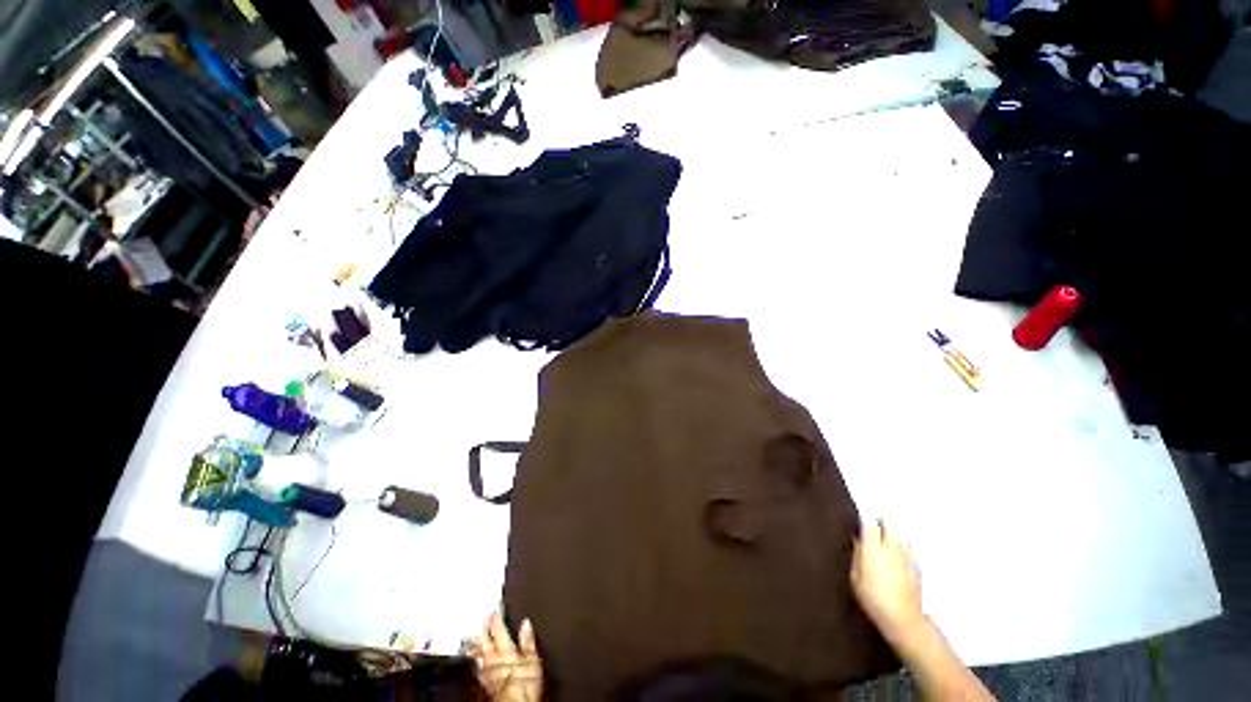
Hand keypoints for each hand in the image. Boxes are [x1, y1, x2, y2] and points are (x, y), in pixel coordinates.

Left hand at [471, 613, 542, 701]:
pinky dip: (477, 662)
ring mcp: (487, 672)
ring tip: (474, 638)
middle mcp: (493, 658)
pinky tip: (477, 663)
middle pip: (484, 640)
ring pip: (478, 654)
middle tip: (480, 619)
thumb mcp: (533, 657)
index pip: (498, 629)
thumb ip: (528, 640)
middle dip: (482, 630)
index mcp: (506, 648)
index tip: (495, 610)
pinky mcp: (484, 685)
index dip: (496, 618)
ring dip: (477, 645)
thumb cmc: (525, 682)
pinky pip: (478, 669)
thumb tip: (526, 623)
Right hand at [850, 520, 925, 643]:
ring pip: (903, 534)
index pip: (870, 523)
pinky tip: (899, 556)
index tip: (861, 521)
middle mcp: (892, 548)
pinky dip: (904, 547)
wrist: (902, 619)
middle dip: (882, 522)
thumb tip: (857, 540)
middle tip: (875, 527)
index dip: (865, 520)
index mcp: (873, 548)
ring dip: (895, 533)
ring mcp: (907, 557)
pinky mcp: (918, 567)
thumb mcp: (855, 577)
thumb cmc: (873, 599)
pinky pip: (911, 549)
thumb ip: (856, 555)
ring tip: (887, 539)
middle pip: (890, 523)